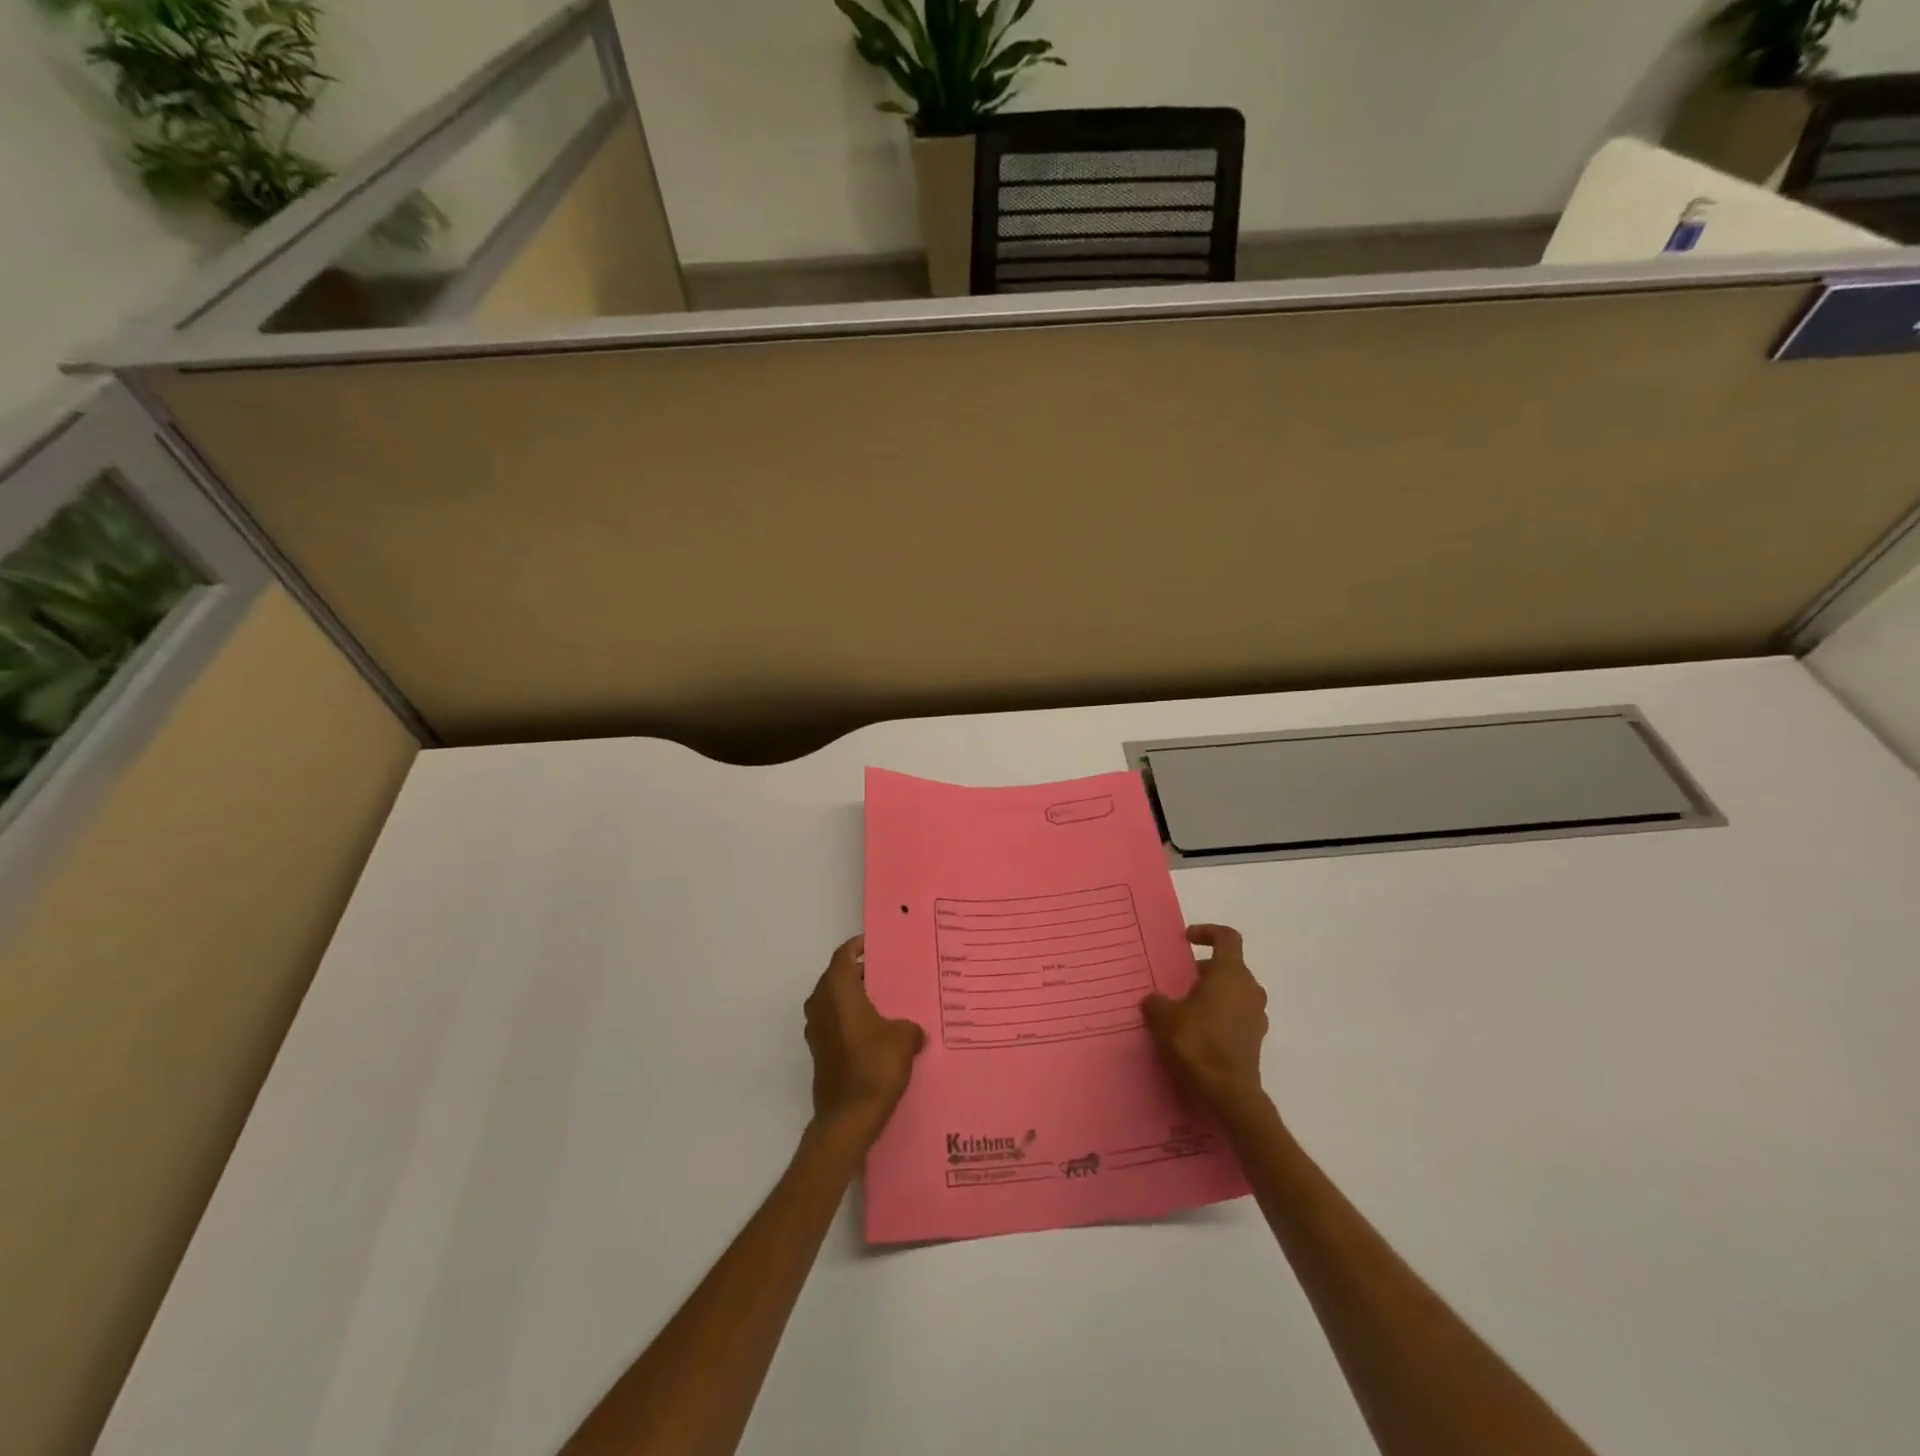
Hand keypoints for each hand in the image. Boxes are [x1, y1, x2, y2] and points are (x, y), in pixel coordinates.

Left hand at [804, 935, 925, 1143]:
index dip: (859, 946)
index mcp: (837, 990)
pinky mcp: (819, 1052)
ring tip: (887, 1003)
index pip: (844, 955)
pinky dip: (852, 1021)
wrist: (848, 1117)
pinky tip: (876, 1032)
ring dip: (856, 999)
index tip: (878, 946)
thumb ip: (910, 1026)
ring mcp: (816, 1030)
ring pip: (835, 1002)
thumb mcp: (904, 1038)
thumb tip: (913, 1030)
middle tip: (890, 975)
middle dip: (861, 974)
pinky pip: (835, 1024)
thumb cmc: (874, 1065)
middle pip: (838, 977)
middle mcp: (820, 1004)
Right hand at [1142, 925, 1268, 1112]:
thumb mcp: (1163, 1017)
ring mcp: (1256, 1016)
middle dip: (1205, 970)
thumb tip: (1154, 1001)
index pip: (1227, 937)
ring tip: (1187, 1008)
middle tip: (1181, 981)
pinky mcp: (1255, 1040)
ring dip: (1213, 994)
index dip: (1207, 932)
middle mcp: (1249, 989)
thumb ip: (1156, 1002)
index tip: (1186, 940)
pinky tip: (1198, 1032)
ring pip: (1234, 992)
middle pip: (1229, 967)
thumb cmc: (1197, 1044)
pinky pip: (1237, 1015)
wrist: (1228, 1094)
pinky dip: (1220, 1015)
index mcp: (1230, 974)